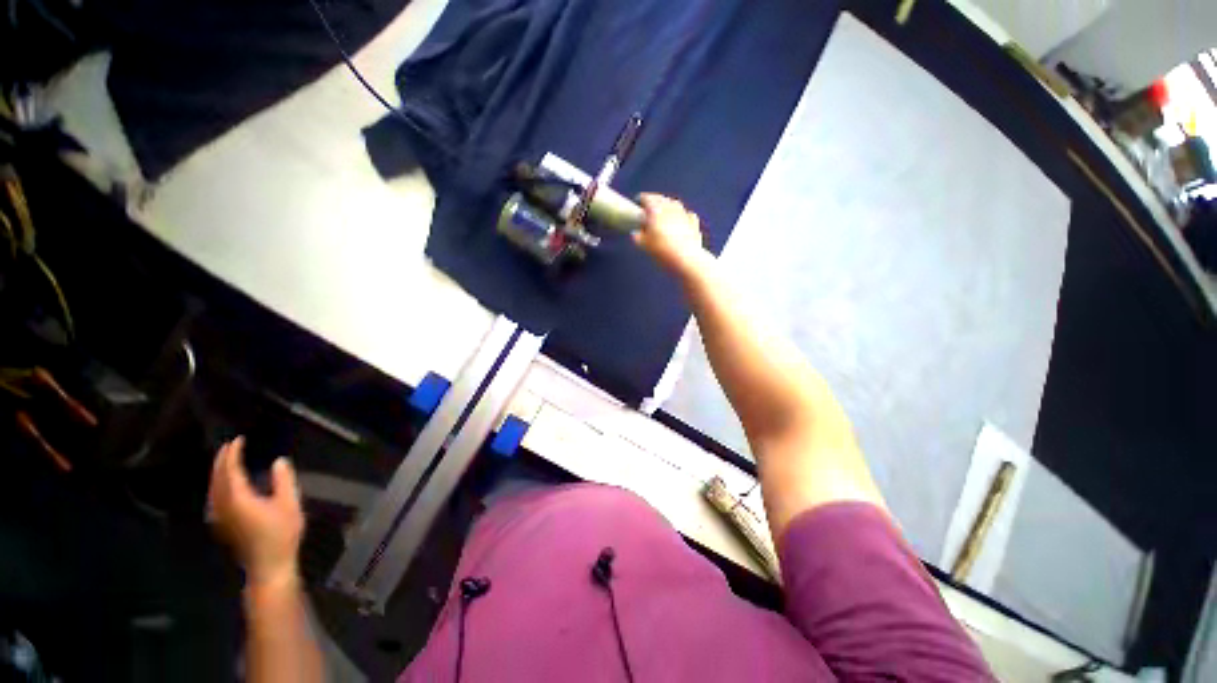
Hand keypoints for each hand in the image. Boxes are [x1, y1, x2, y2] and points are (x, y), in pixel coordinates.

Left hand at [209, 437, 303, 589]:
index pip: (231, 471)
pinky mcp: (221, 523)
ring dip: (218, 472)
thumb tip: (278, 461)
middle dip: (221, 461)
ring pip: (213, 488)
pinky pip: (214, 497)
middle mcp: (223, 506)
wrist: (268, 565)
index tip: (238, 440)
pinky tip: (224, 484)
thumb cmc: (281, 534)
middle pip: (217, 479)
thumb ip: (283, 481)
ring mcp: (219, 516)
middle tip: (229, 446)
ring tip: (226, 460)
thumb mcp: (290, 504)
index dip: (233, 454)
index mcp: (238, 499)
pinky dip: (217, 484)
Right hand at [634, 194, 713, 277]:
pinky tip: (682, 220)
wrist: (685, 258)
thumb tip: (635, 234)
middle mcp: (670, 207)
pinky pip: (688, 214)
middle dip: (655, 201)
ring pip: (675, 204)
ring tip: (664, 212)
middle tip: (650, 207)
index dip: (641, 199)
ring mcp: (683, 213)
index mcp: (655, 209)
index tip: (638, 202)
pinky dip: (683, 215)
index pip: (646, 198)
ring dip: (669, 206)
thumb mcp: (643, 245)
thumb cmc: (662, 250)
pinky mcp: (693, 223)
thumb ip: (638, 237)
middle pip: (661, 199)